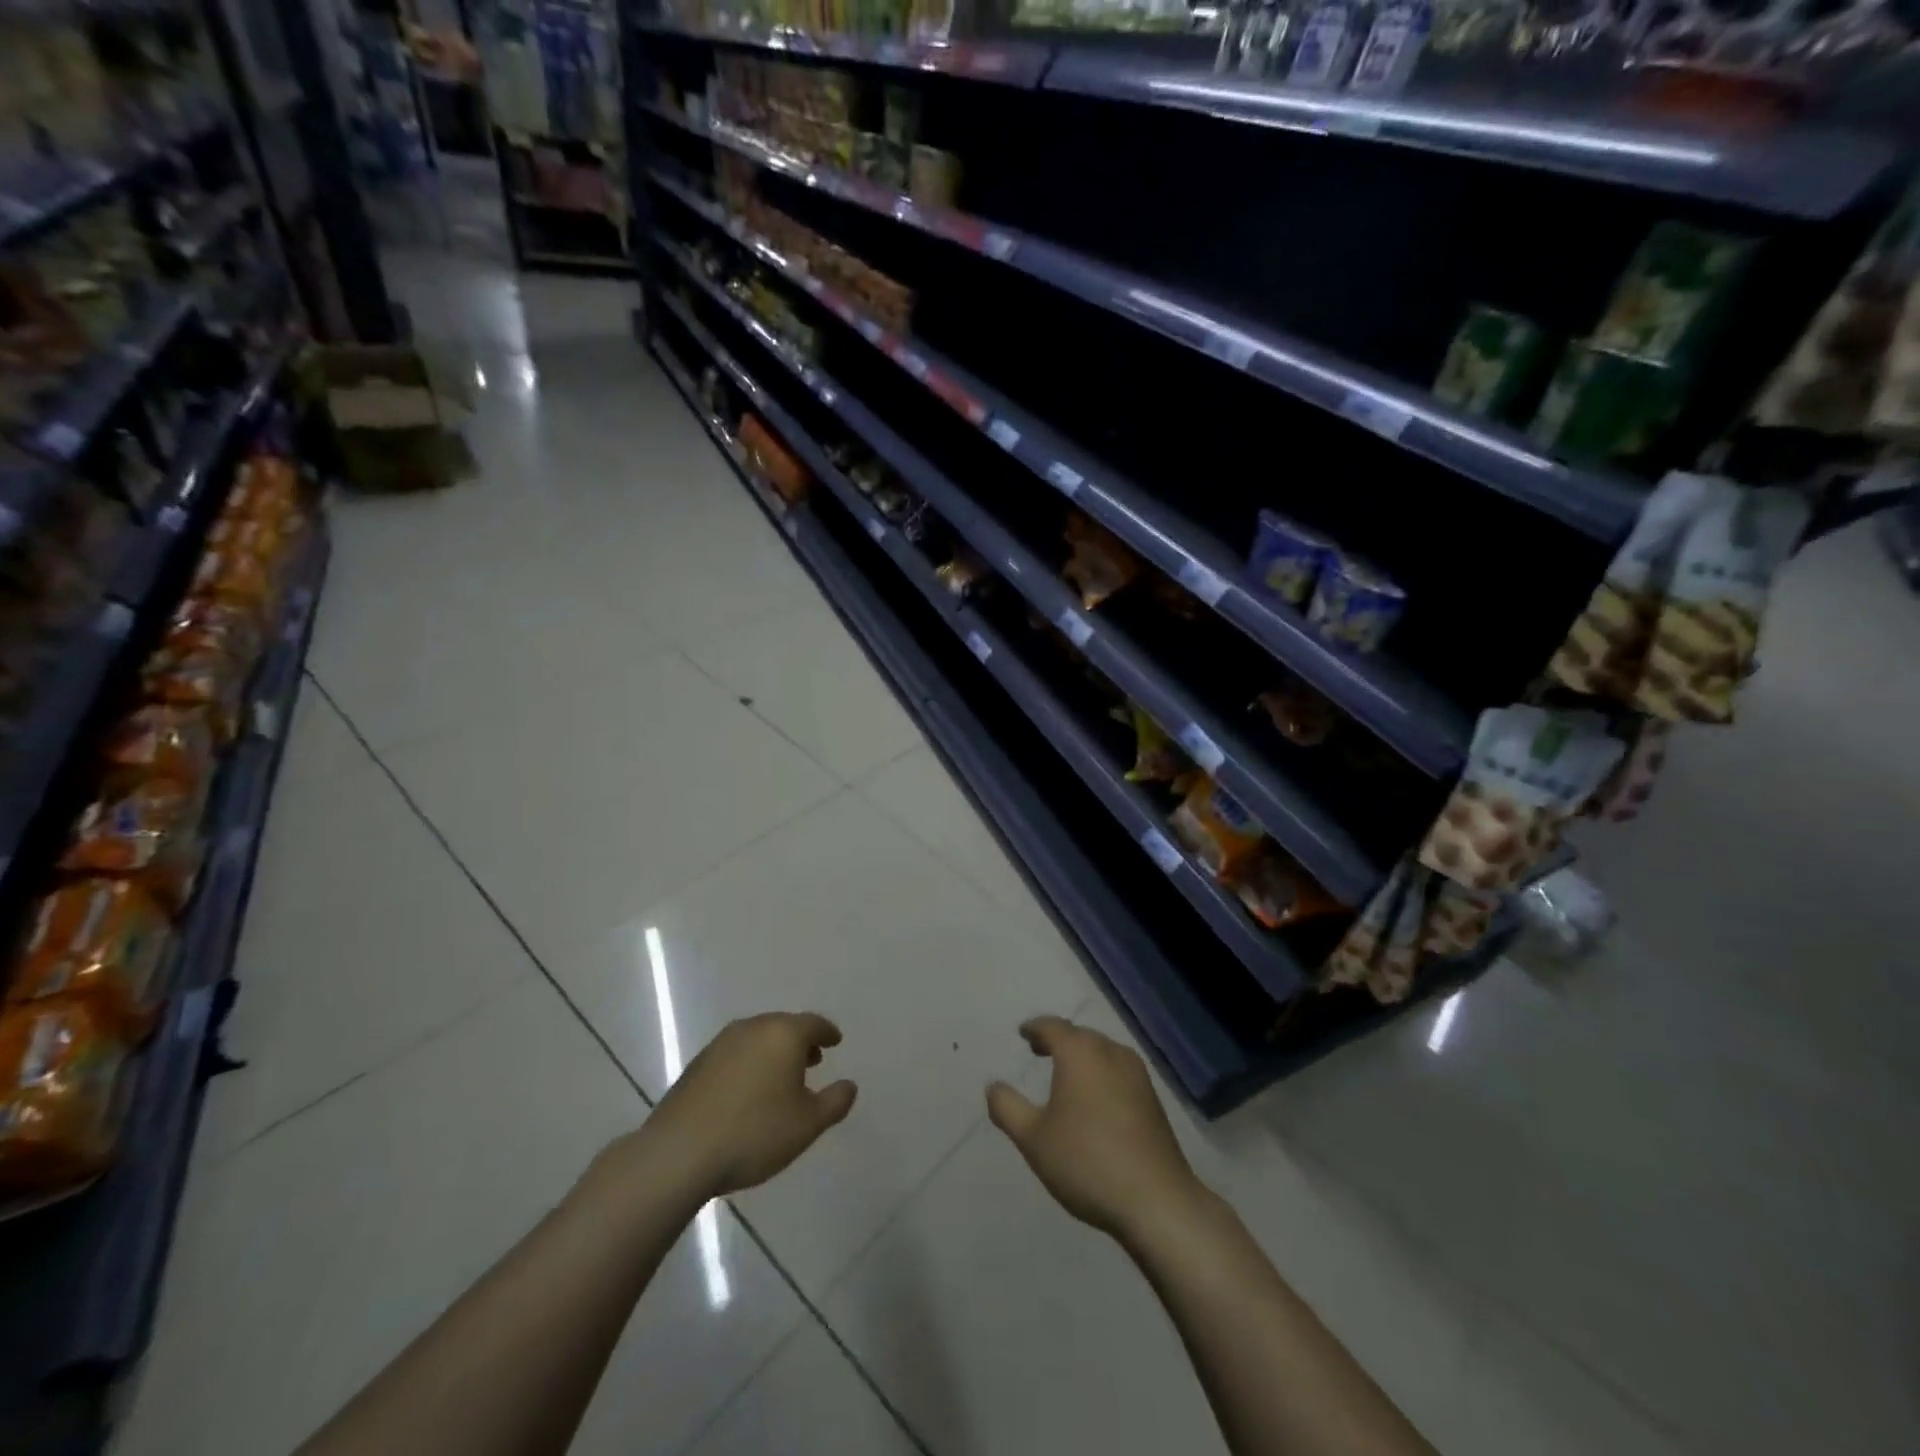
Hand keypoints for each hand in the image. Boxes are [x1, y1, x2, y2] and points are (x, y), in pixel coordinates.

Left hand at [619, 1013, 857, 1201]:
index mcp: (783, 1034)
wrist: (679, 1153)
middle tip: (812, 1059)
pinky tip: (748, 1090)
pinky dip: (750, 1063)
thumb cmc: (754, 1133)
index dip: (827, 1032)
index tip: (836, 1041)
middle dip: (800, 1041)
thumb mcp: (807, 1124)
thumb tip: (849, 1085)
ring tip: (781, 1077)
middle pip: (784, 1026)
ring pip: (757, 1038)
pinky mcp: (697, 1064)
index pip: (813, 1023)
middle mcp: (752, 1028)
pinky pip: (735, 1054)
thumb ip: (835, 1102)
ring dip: (773, 1052)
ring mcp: (721, 1044)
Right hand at [986, 1016, 1202, 1241]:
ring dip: (1082, 1055)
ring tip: (1065, 1072)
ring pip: (1102, 1051)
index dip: (1035, 1028)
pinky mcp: (1153, 1098)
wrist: (1157, 1200)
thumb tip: (993, 1086)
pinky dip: (1100, 1071)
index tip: (1023, 1034)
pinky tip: (1095, 1096)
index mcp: (1080, 1052)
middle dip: (1058, 1039)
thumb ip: (1007, 1108)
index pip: (1052, 1027)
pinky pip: (1118, 1070)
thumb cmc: (1086, 1161)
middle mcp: (1110, 1052)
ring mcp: (1137, 1074)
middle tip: (1038, 1050)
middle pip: (1080, 1035)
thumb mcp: (1033, 1138)